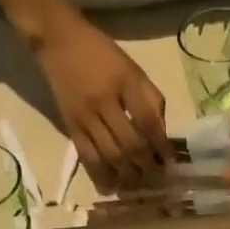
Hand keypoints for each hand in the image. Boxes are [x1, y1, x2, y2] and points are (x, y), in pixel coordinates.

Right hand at [32, 12, 173, 193]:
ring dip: (126, 176)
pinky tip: (110, 187)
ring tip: (137, 186)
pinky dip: (100, 176)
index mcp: (124, 82)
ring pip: (110, 155)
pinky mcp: (71, 127)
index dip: (161, 145)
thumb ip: (150, 99)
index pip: (147, 121)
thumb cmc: (102, 55)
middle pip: (129, 144)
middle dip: (146, 166)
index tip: (170, 162)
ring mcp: (86, 117)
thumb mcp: (132, 68)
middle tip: (156, 180)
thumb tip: (161, 135)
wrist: (59, 41)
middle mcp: (104, 101)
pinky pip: (87, 157)